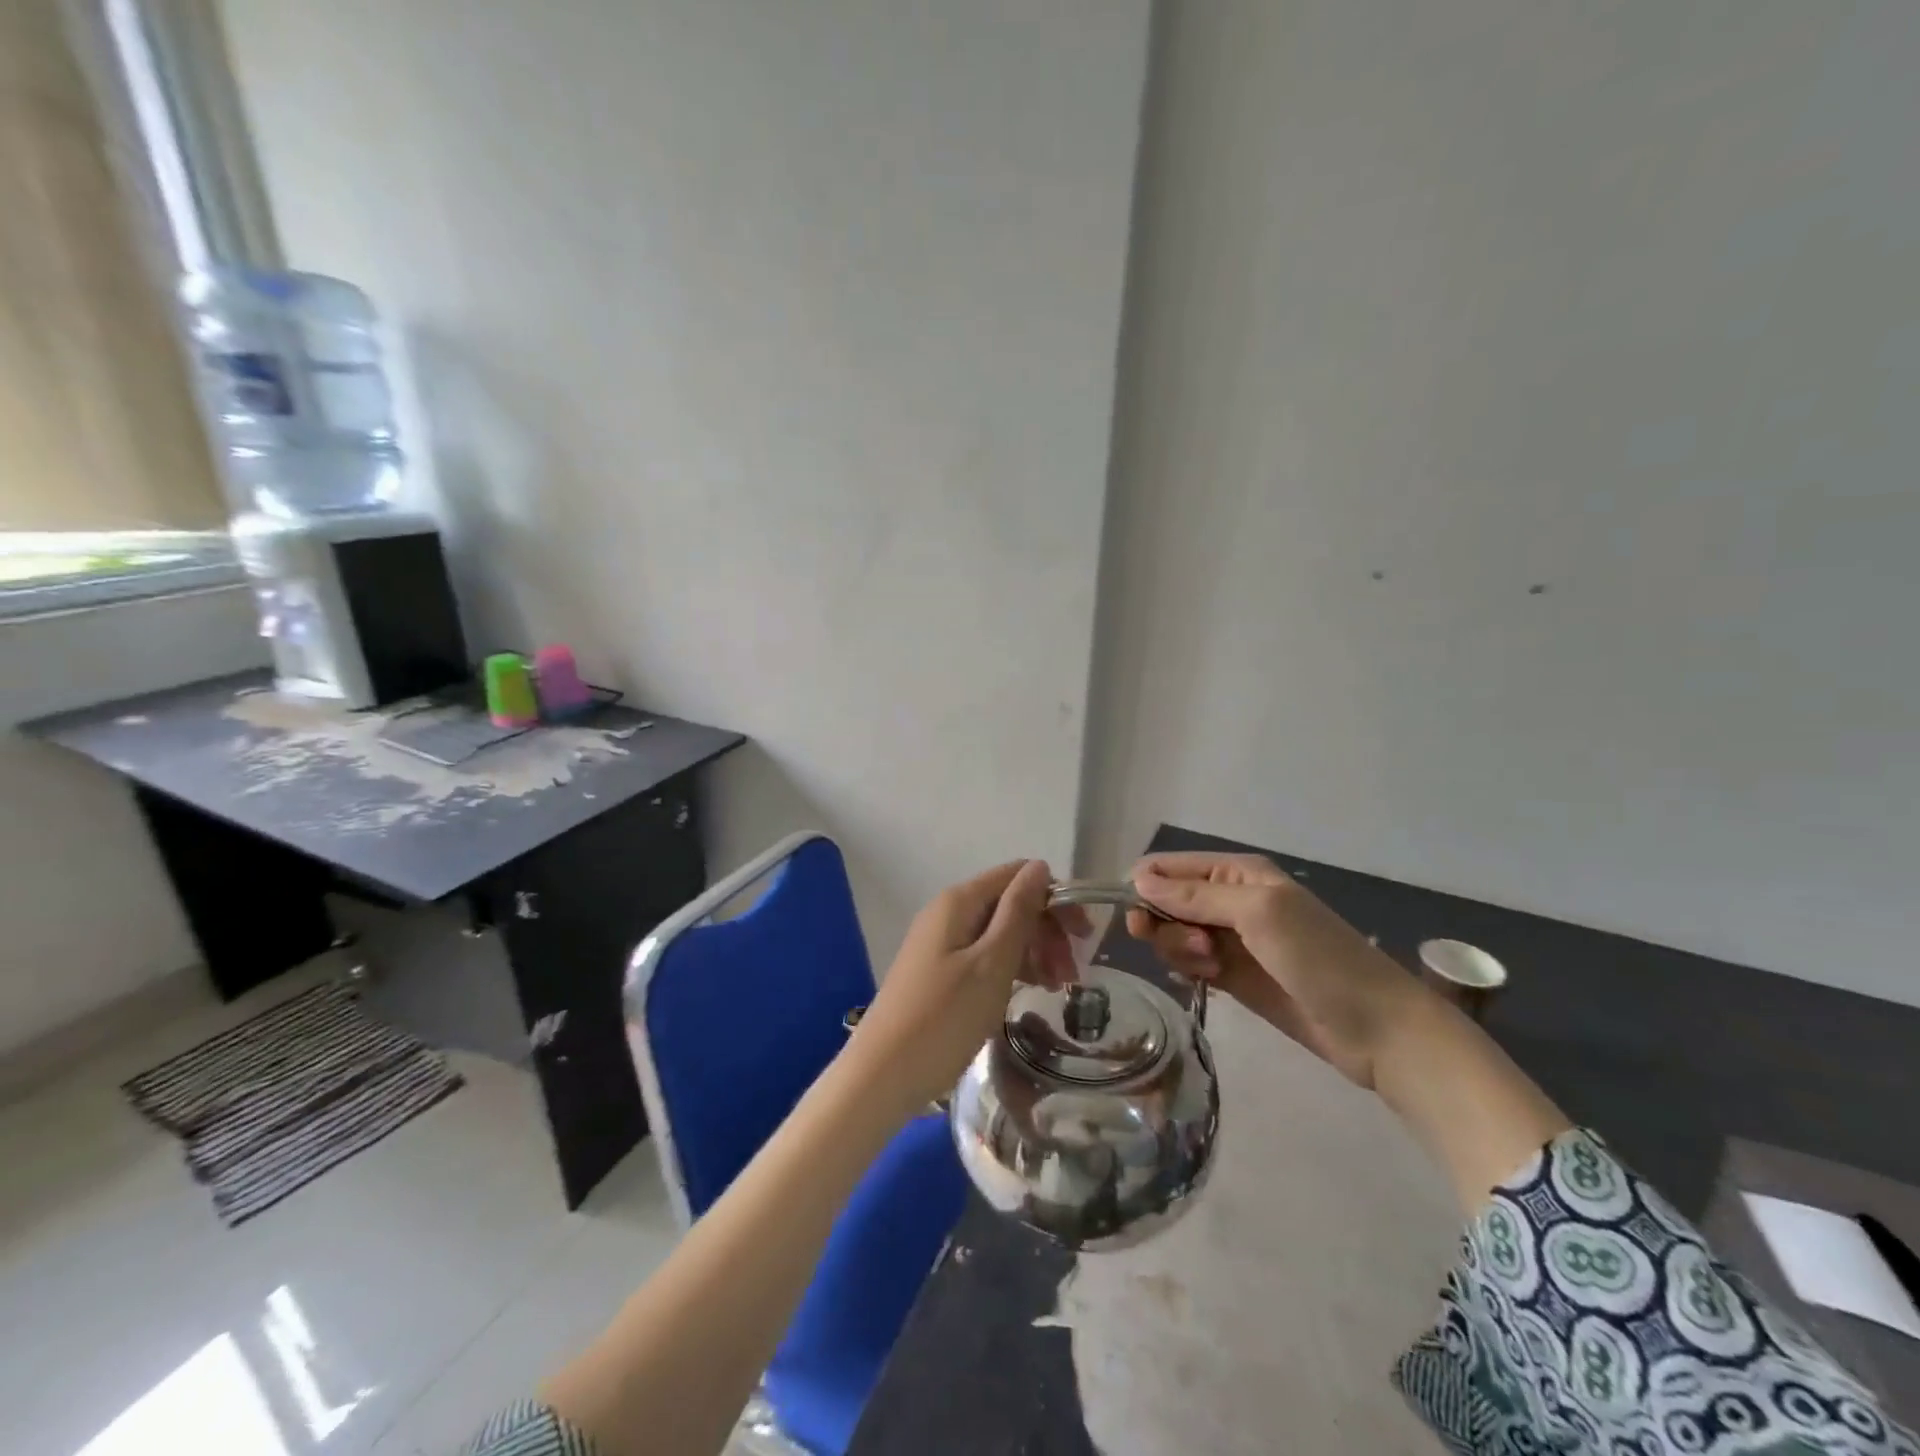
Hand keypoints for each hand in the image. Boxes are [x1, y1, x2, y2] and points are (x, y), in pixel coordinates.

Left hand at [845, 859, 1061, 1109]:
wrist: (882, 1075)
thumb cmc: (944, 1018)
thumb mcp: (992, 964)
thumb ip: (1018, 912)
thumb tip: (1039, 867)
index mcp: (960, 901)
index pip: (1018, 876)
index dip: (1055, 899)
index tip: (1083, 938)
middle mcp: (948, 912)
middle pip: (1010, 903)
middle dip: (1046, 930)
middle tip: (1072, 974)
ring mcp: (941, 943)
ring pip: (999, 932)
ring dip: (1033, 952)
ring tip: (1057, 988)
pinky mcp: (939, 971)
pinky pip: (984, 955)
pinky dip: (1011, 968)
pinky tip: (1029, 992)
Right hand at [1127, 852, 1427, 1089]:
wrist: (1376, 1028)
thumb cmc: (1319, 958)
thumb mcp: (1258, 914)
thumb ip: (1196, 896)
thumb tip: (1138, 879)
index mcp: (1237, 873)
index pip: (1170, 868)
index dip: (1145, 887)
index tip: (1136, 918)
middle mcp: (1230, 900)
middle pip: (1166, 901)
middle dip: (1165, 922)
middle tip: (1193, 948)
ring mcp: (1231, 939)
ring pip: (1175, 933)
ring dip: (1179, 949)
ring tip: (1212, 968)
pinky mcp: (1232, 975)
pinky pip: (1190, 962)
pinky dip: (1188, 968)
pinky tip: (1207, 980)